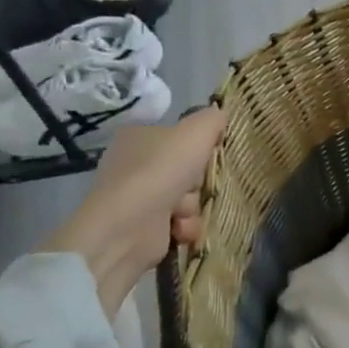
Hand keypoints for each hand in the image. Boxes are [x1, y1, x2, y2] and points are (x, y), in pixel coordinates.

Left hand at [43, 106, 225, 322]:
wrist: (128, 228)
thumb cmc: (162, 170)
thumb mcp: (197, 130)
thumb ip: (213, 119)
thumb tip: (219, 118)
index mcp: (138, 135)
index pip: (178, 136)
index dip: (197, 146)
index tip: (208, 153)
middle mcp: (133, 164)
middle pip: (186, 169)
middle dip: (195, 181)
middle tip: (194, 183)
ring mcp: (136, 197)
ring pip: (185, 197)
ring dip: (191, 206)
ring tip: (181, 212)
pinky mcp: (141, 227)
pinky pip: (177, 223)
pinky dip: (183, 226)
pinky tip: (178, 229)